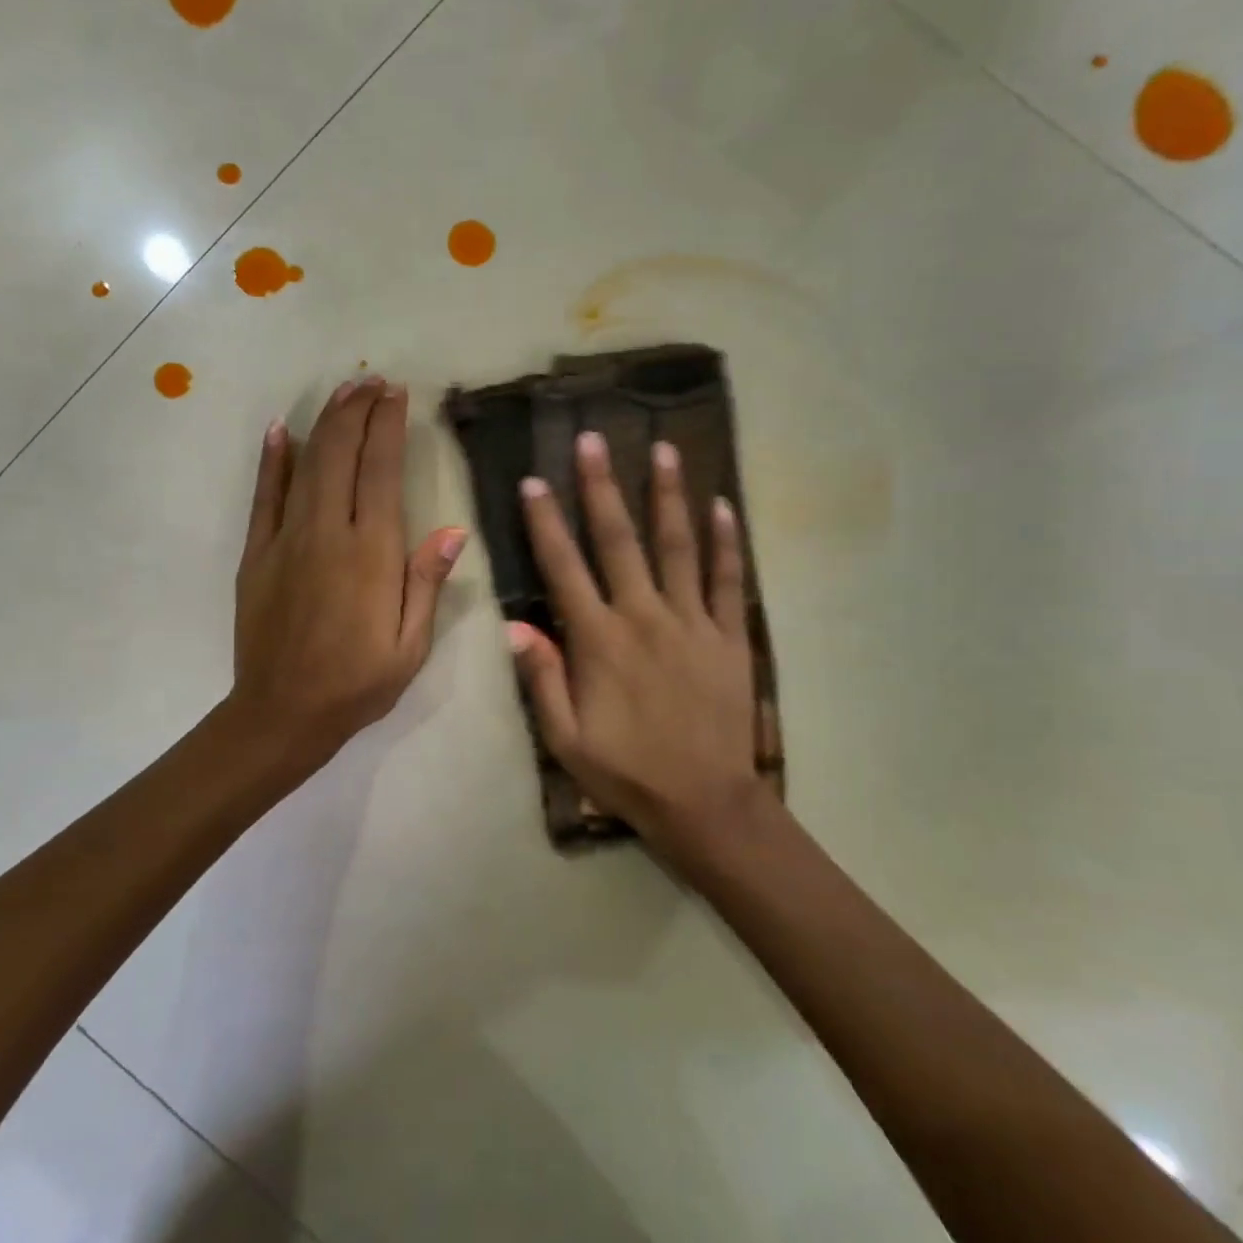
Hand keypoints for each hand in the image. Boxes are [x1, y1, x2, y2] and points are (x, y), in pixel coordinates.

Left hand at [231, 377, 466, 770]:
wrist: (282, 713)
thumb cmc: (358, 683)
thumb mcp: (410, 645)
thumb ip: (425, 582)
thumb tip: (452, 530)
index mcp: (371, 554)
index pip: (380, 471)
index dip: (388, 427)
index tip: (397, 395)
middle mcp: (327, 533)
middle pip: (341, 454)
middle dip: (357, 411)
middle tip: (372, 382)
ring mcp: (286, 539)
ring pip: (306, 465)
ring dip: (325, 424)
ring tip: (343, 393)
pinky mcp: (257, 553)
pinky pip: (265, 496)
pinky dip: (273, 460)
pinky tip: (282, 430)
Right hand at [509, 431, 766, 860]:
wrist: (705, 803)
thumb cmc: (626, 772)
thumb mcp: (565, 738)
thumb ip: (541, 678)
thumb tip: (513, 624)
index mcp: (598, 641)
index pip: (564, 568)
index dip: (546, 522)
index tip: (534, 481)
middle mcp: (644, 617)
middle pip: (619, 540)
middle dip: (602, 487)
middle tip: (593, 439)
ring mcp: (692, 622)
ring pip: (678, 546)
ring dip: (667, 496)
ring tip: (662, 450)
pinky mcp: (729, 636)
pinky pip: (727, 579)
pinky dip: (726, 541)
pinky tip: (723, 506)